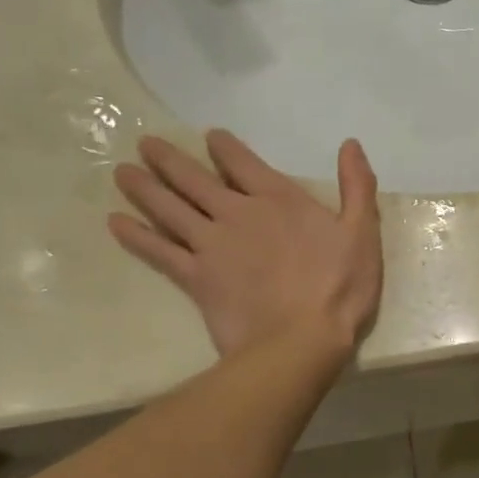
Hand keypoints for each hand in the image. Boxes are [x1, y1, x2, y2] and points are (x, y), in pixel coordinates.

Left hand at [109, 130, 381, 358]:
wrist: (301, 340)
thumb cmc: (340, 286)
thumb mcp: (363, 232)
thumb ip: (357, 186)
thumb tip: (350, 144)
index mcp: (279, 199)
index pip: (242, 162)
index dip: (223, 146)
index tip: (209, 137)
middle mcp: (238, 213)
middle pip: (195, 179)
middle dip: (170, 159)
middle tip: (145, 144)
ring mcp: (211, 245)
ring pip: (169, 208)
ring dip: (144, 188)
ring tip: (122, 172)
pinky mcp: (195, 277)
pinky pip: (158, 251)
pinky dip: (136, 236)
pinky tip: (115, 223)